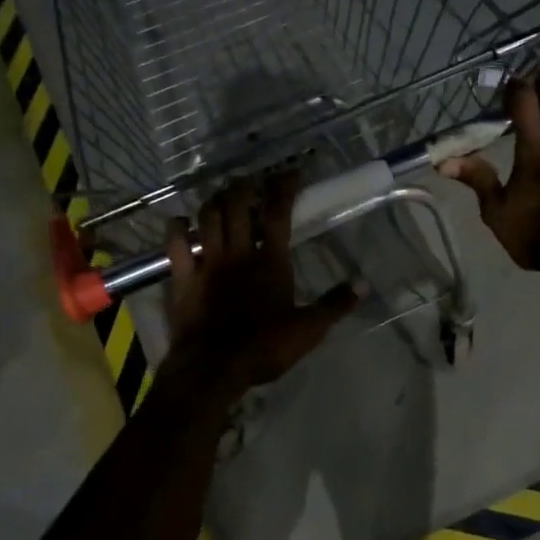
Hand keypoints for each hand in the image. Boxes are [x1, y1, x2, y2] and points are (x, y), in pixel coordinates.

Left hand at [161, 171, 358, 398]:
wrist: (214, 367)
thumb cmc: (264, 347)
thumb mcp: (309, 330)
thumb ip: (335, 304)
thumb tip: (364, 284)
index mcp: (271, 261)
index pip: (279, 213)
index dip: (284, 187)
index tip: (290, 172)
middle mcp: (238, 253)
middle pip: (238, 206)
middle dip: (243, 187)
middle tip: (249, 181)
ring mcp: (207, 263)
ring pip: (208, 218)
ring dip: (214, 201)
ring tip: (221, 196)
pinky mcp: (182, 277)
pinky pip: (175, 244)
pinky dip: (176, 228)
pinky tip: (180, 222)